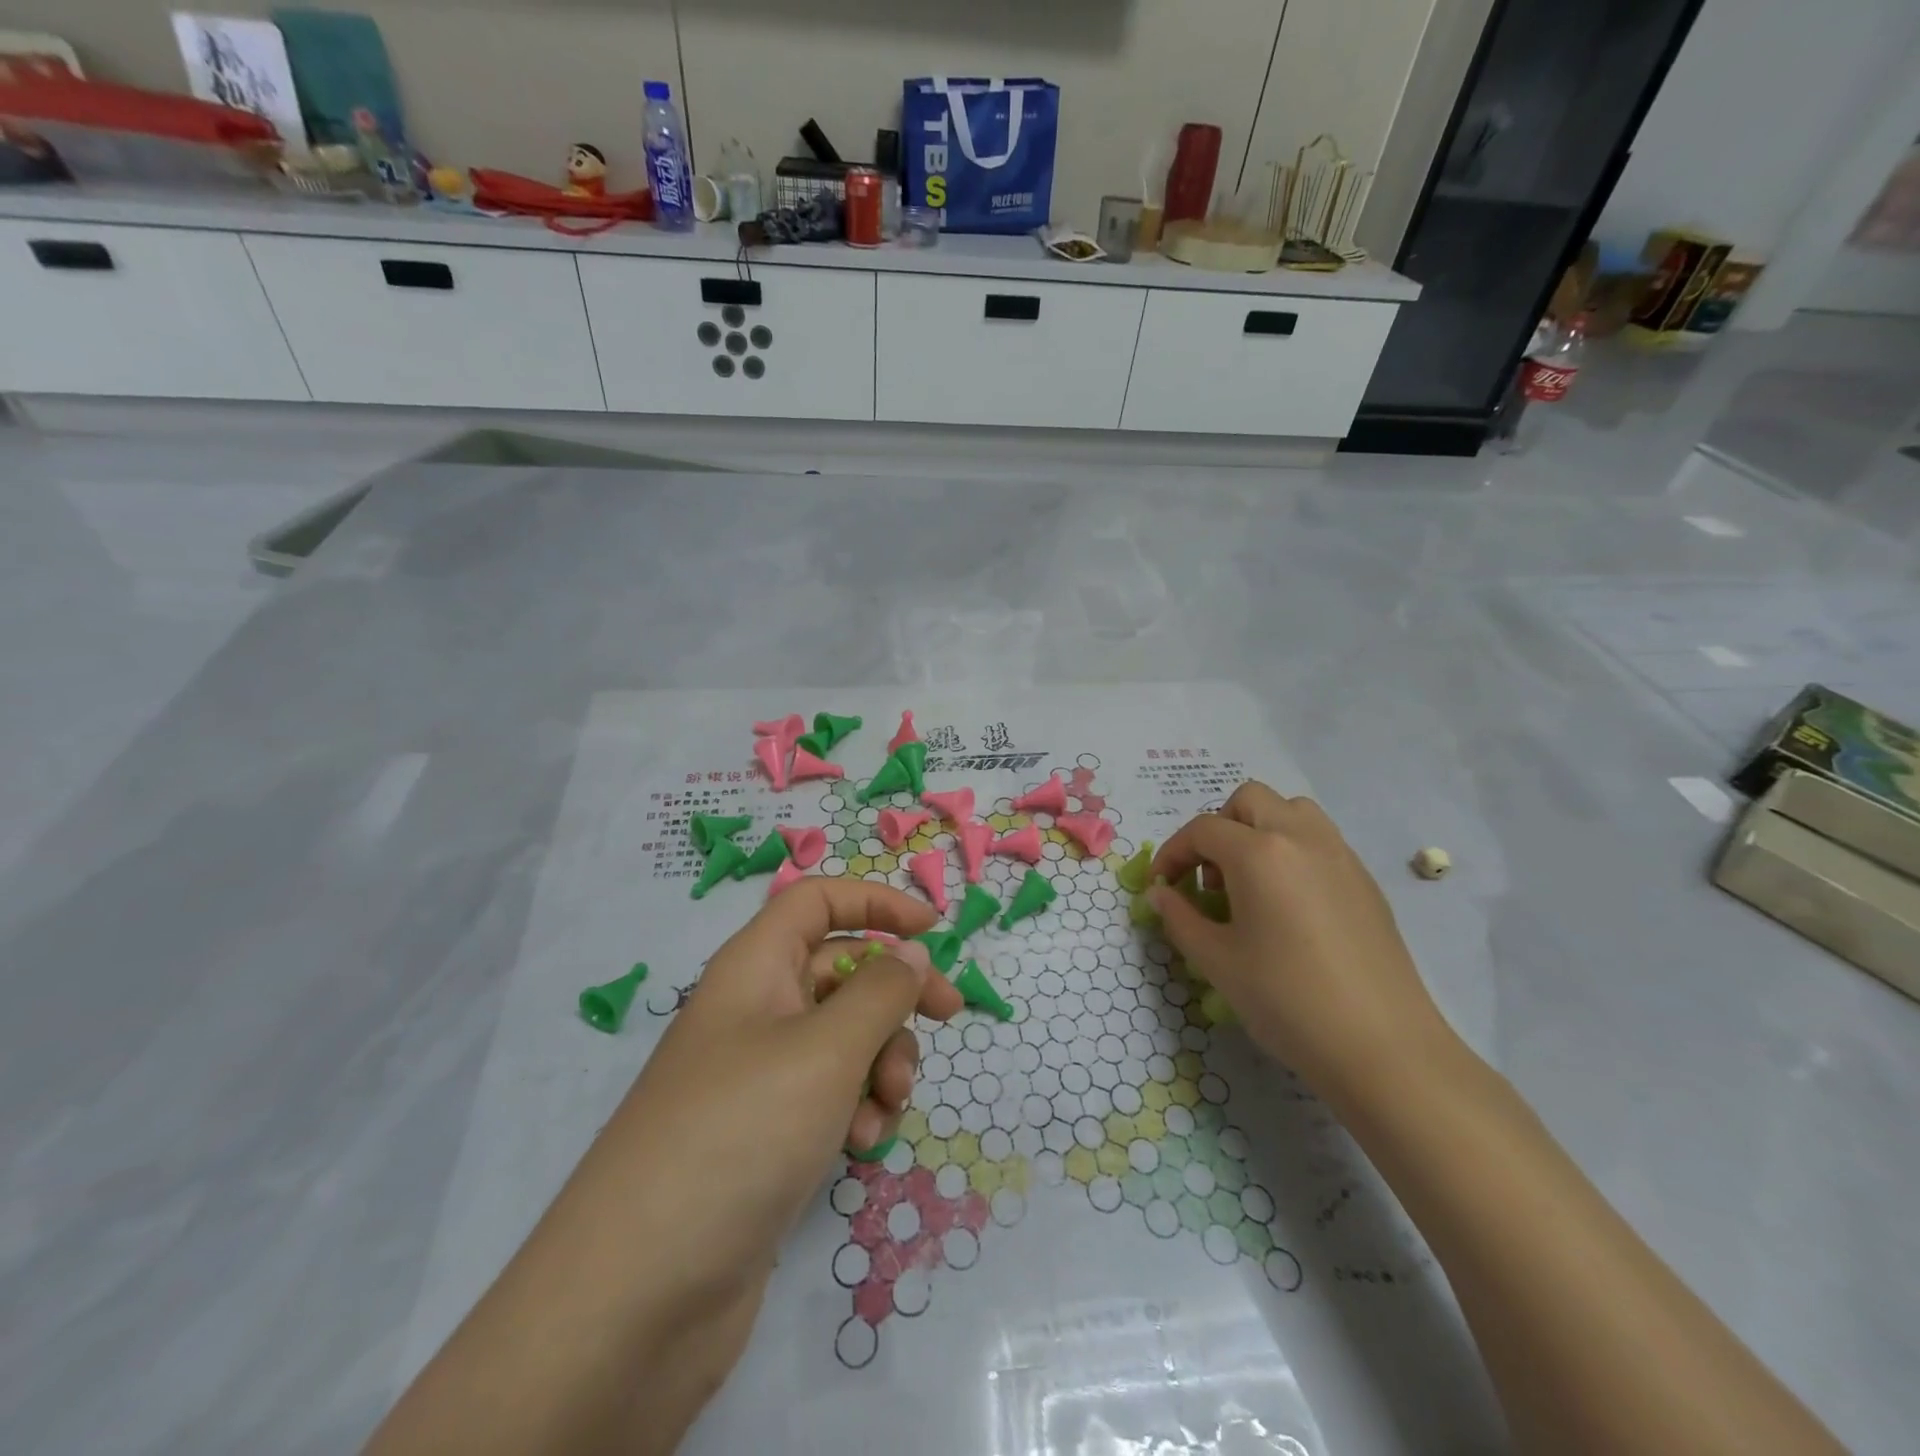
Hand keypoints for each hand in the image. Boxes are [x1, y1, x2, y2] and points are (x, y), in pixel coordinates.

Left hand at [604, 878, 961, 1316]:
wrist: (640, 1295)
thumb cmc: (740, 1134)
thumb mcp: (827, 1049)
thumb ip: (882, 992)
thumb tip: (912, 952)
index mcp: (754, 967)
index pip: (816, 900)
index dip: (875, 903)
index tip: (934, 931)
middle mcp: (754, 1010)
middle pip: (842, 970)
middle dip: (895, 993)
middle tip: (949, 1016)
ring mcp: (758, 1076)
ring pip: (844, 1037)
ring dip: (881, 1061)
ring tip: (886, 1106)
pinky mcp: (766, 1134)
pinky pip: (830, 1094)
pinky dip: (856, 1108)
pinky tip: (860, 1147)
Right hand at [1149, 781, 1453, 1100]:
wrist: (1383, 1047)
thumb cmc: (1287, 1000)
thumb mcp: (1217, 961)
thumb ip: (1179, 918)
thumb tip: (1160, 894)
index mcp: (1259, 853)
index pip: (1202, 830)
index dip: (1173, 853)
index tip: (1162, 886)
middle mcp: (1300, 837)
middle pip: (1249, 800)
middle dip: (1218, 828)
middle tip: (1210, 877)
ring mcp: (1339, 855)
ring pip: (1291, 810)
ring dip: (1259, 829)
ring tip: (1250, 881)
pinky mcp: (1365, 880)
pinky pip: (1319, 839)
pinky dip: (1292, 850)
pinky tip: (1288, 904)